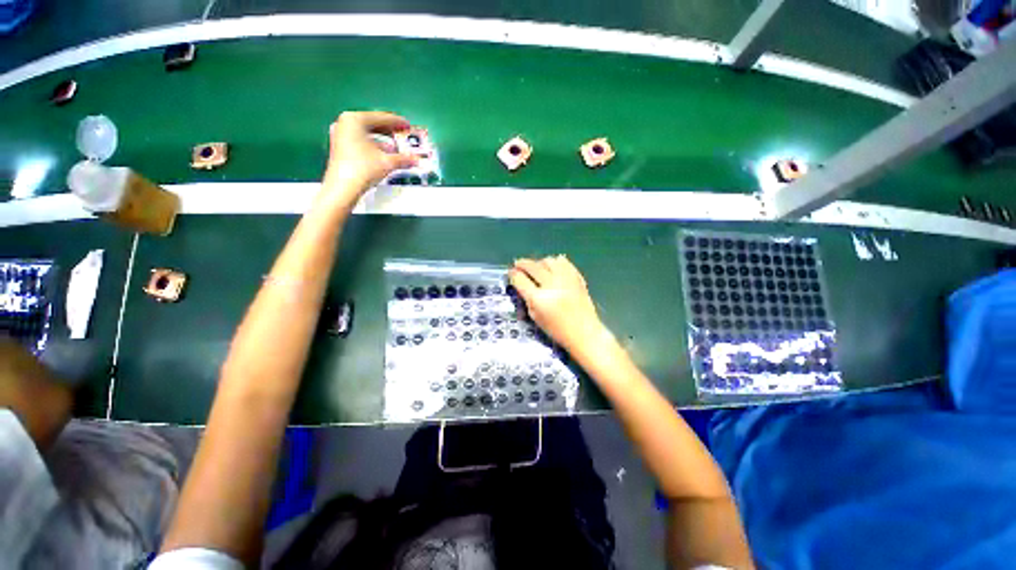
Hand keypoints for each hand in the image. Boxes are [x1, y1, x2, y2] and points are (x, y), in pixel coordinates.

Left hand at [321, 111, 418, 209]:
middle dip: (389, 131)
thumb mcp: (387, 162)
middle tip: (403, 134)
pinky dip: (373, 146)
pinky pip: (360, 141)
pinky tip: (384, 154)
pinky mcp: (340, 147)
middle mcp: (345, 124)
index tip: (407, 125)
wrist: (344, 187)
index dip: (396, 122)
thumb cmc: (363, 168)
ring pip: (366, 134)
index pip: (380, 118)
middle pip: (372, 124)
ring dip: (382, 140)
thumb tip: (416, 159)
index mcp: (355, 120)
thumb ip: (403, 158)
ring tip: (396, 147)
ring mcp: (340, 135)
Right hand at [509, 255, 606, 352]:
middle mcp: (551, 285)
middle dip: (522, 264)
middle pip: (533, 267)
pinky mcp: (577, 277)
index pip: (521, 280)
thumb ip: (527, 298)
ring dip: (539, 263)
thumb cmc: (557, 329)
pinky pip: (563, 262)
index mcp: (539, 299)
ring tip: (536, 267)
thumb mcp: (535, 316)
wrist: (583, 332)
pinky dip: (555, 262)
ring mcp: (566, 279)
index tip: (511, 272)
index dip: (513, 274)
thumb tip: (520, 282)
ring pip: (548, 261)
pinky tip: (552, 268)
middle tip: (518, 264)